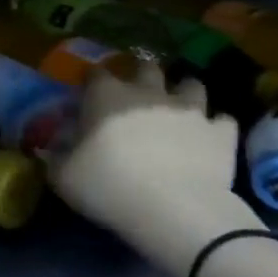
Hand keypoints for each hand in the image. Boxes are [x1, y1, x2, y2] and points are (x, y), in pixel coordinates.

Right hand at [52, 58, 261, 276]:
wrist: (174, 209)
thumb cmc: (109, 187)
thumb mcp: (63, 176)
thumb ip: (56, 155)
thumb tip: (54, 145)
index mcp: (106, 96)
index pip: (95, 73)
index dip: (92, 82)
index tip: (88, 97)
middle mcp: (148, 92)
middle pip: (146, 67)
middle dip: (142, 76)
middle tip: (137, 97)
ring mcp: (190, 109)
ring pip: (191, 84)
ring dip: (184, 93)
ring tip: (179, 110)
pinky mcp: (220, 132)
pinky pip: (222, 120)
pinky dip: (215, 127)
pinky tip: (209, 139)